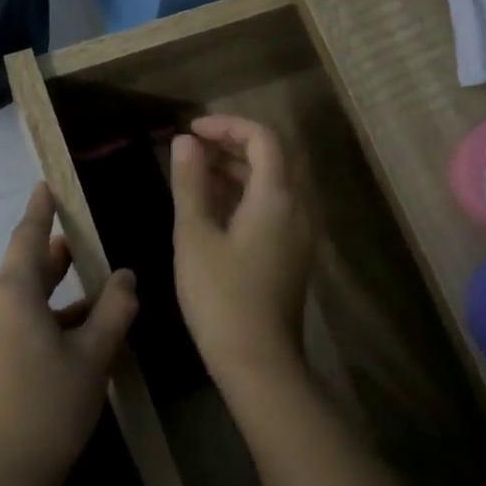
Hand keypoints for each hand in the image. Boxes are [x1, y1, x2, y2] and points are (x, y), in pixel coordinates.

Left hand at [0, 184, 137, 485]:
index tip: (45, 185)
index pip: (26, 237)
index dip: (39, 210)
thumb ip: (114, 308)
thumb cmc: (51, 409)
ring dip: (50, 299)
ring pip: (16, 302)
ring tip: (89, 300)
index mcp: (9, 294)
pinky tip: (65, 339)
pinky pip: (5, 327)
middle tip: (82, 247)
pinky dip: (34, 323)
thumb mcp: (94, 356)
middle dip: (53, 259)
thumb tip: (124, 276)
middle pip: (22, 271)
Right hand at [168, 115, 313, 381]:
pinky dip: (249, 192)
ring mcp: (300, 231)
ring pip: (277, 181)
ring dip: (241, 167)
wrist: (258, 360)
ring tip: (198, 170)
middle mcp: (298, 207)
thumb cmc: (220, 297)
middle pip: (275, 155)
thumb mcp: (195, 236)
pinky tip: (217, 204)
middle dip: (235, 142)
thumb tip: (185, 142)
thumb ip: (190, 183)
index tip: (192, 131)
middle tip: (196, 146)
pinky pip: (277, 204)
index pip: (263, 137)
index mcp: (277, 197)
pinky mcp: (294, 251)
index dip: (227, 125)